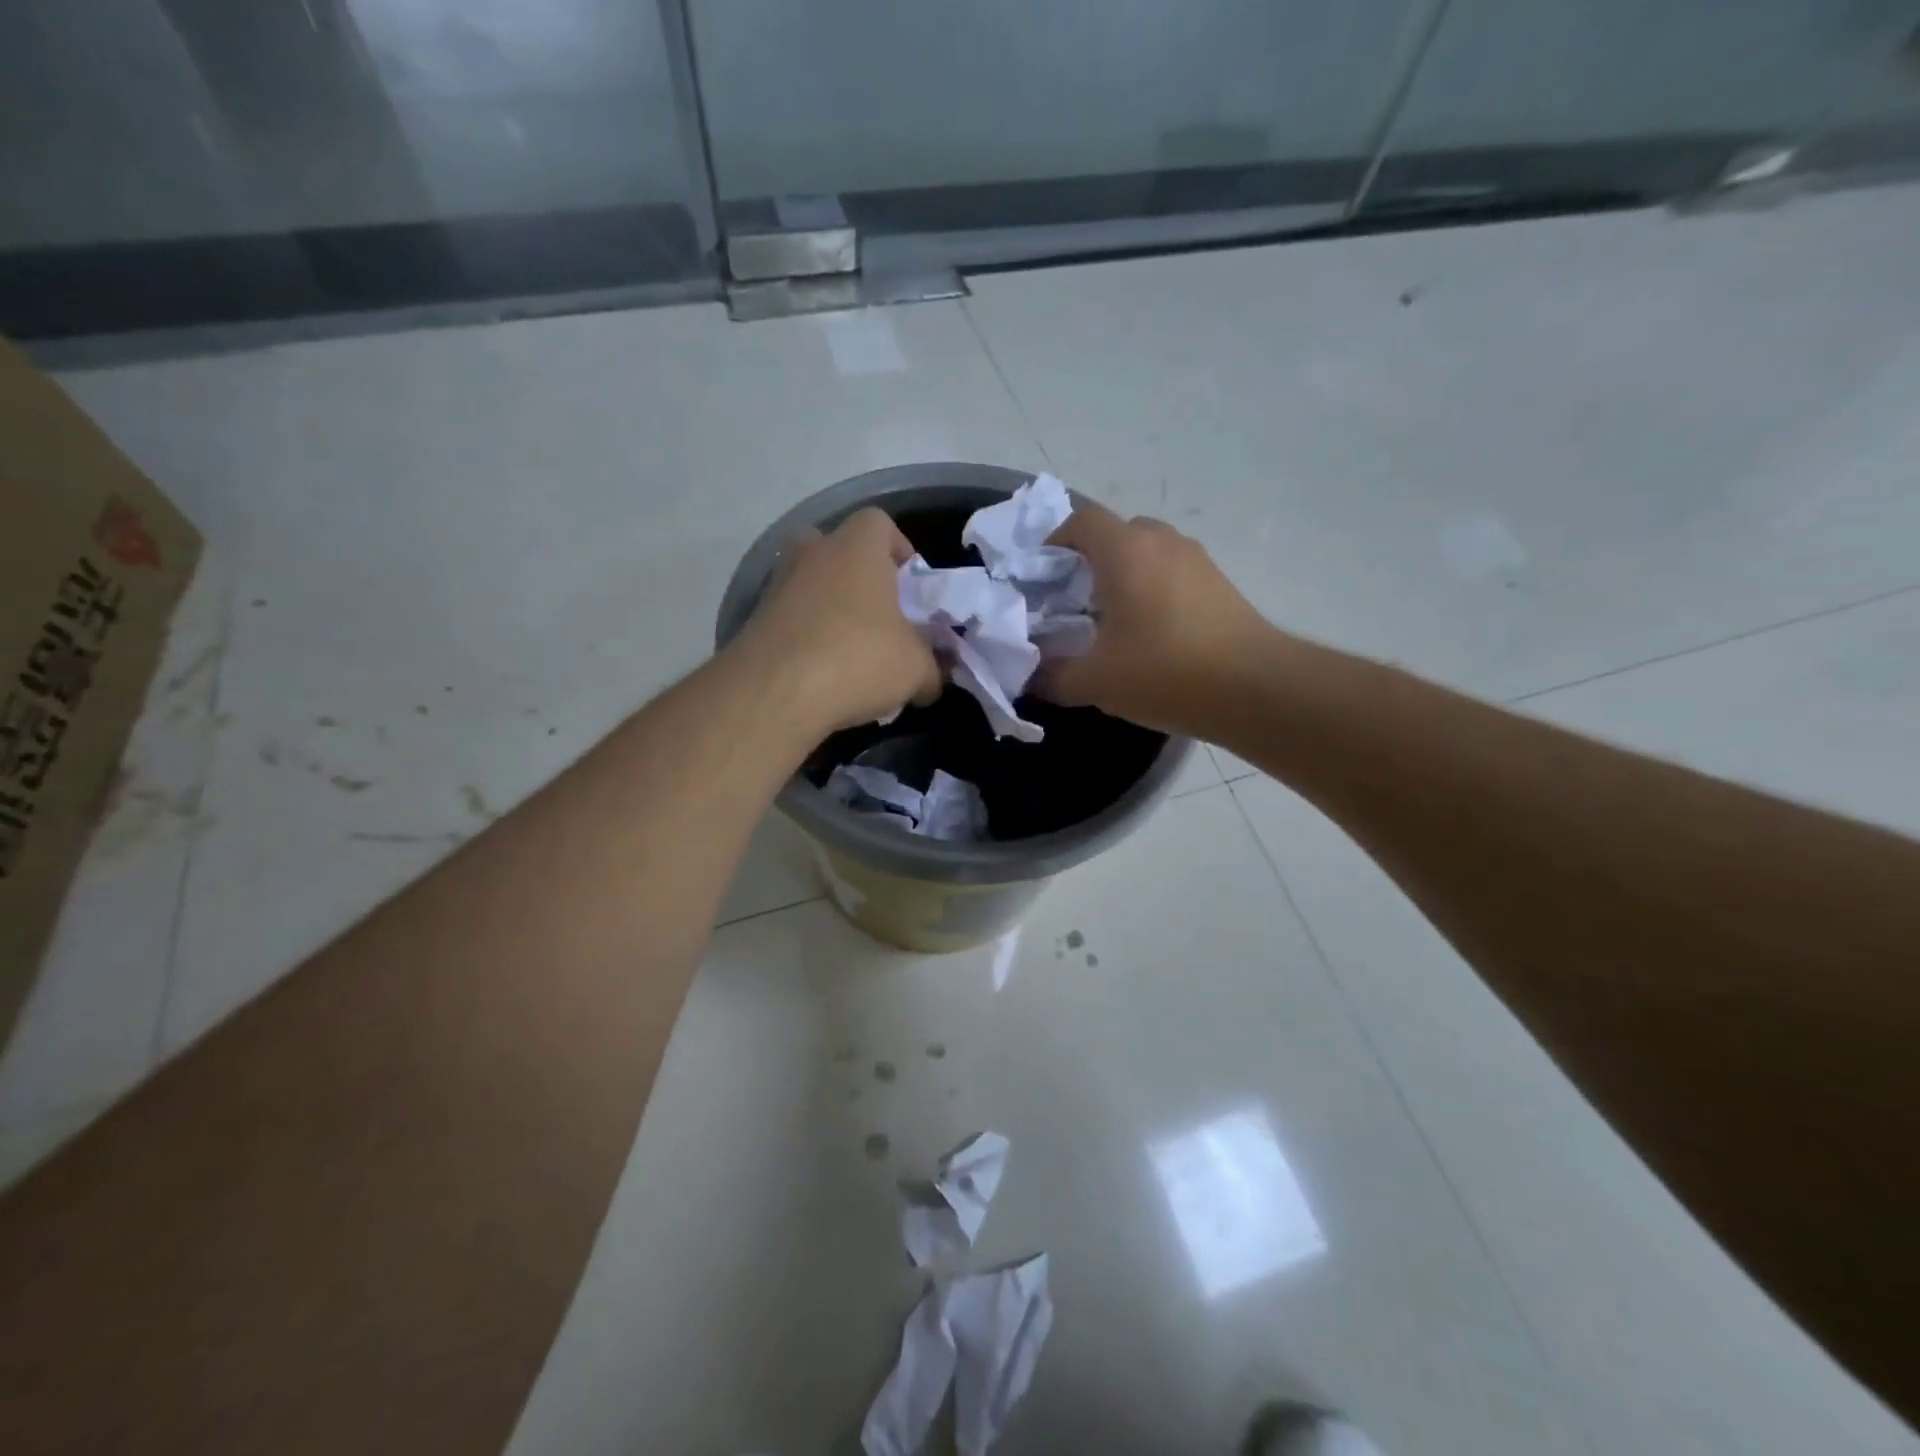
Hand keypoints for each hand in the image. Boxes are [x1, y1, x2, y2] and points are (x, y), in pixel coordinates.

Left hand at [733, 507, 941, 732]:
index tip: (910, 586)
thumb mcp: (915, 670)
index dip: (899, 549)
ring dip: (830, 609)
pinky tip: (823, 674)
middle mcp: (811, 554)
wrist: (774, 693)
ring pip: (810, 585)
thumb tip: (933, 680)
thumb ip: (931, 668)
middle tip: (879, 615)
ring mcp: (776, 585)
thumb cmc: (858, 659)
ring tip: (851, 652)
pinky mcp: (754, 621)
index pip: (879, 523)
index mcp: (856, 548)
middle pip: (838, 550)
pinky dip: (807, 637)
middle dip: (859, 577)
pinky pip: (790, 619)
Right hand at [1034, 500, 1270, 736]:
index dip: (1055, 541)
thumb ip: (1052, 676)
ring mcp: (1197, 560)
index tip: (1043, 579)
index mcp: (1125, 551)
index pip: (1081, 520)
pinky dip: (1154, 589)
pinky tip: (1152, 633)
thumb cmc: (1165, 672)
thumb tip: (1030, 677)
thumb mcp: (1094, 682)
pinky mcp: (1221, 583)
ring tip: (1113, 620)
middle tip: (1075, 602)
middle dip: (1090, 561)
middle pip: (1116, 533)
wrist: (1256, 688)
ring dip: (1125, 575)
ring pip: (1149, 553)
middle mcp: (1162, 542)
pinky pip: (1174, 572)